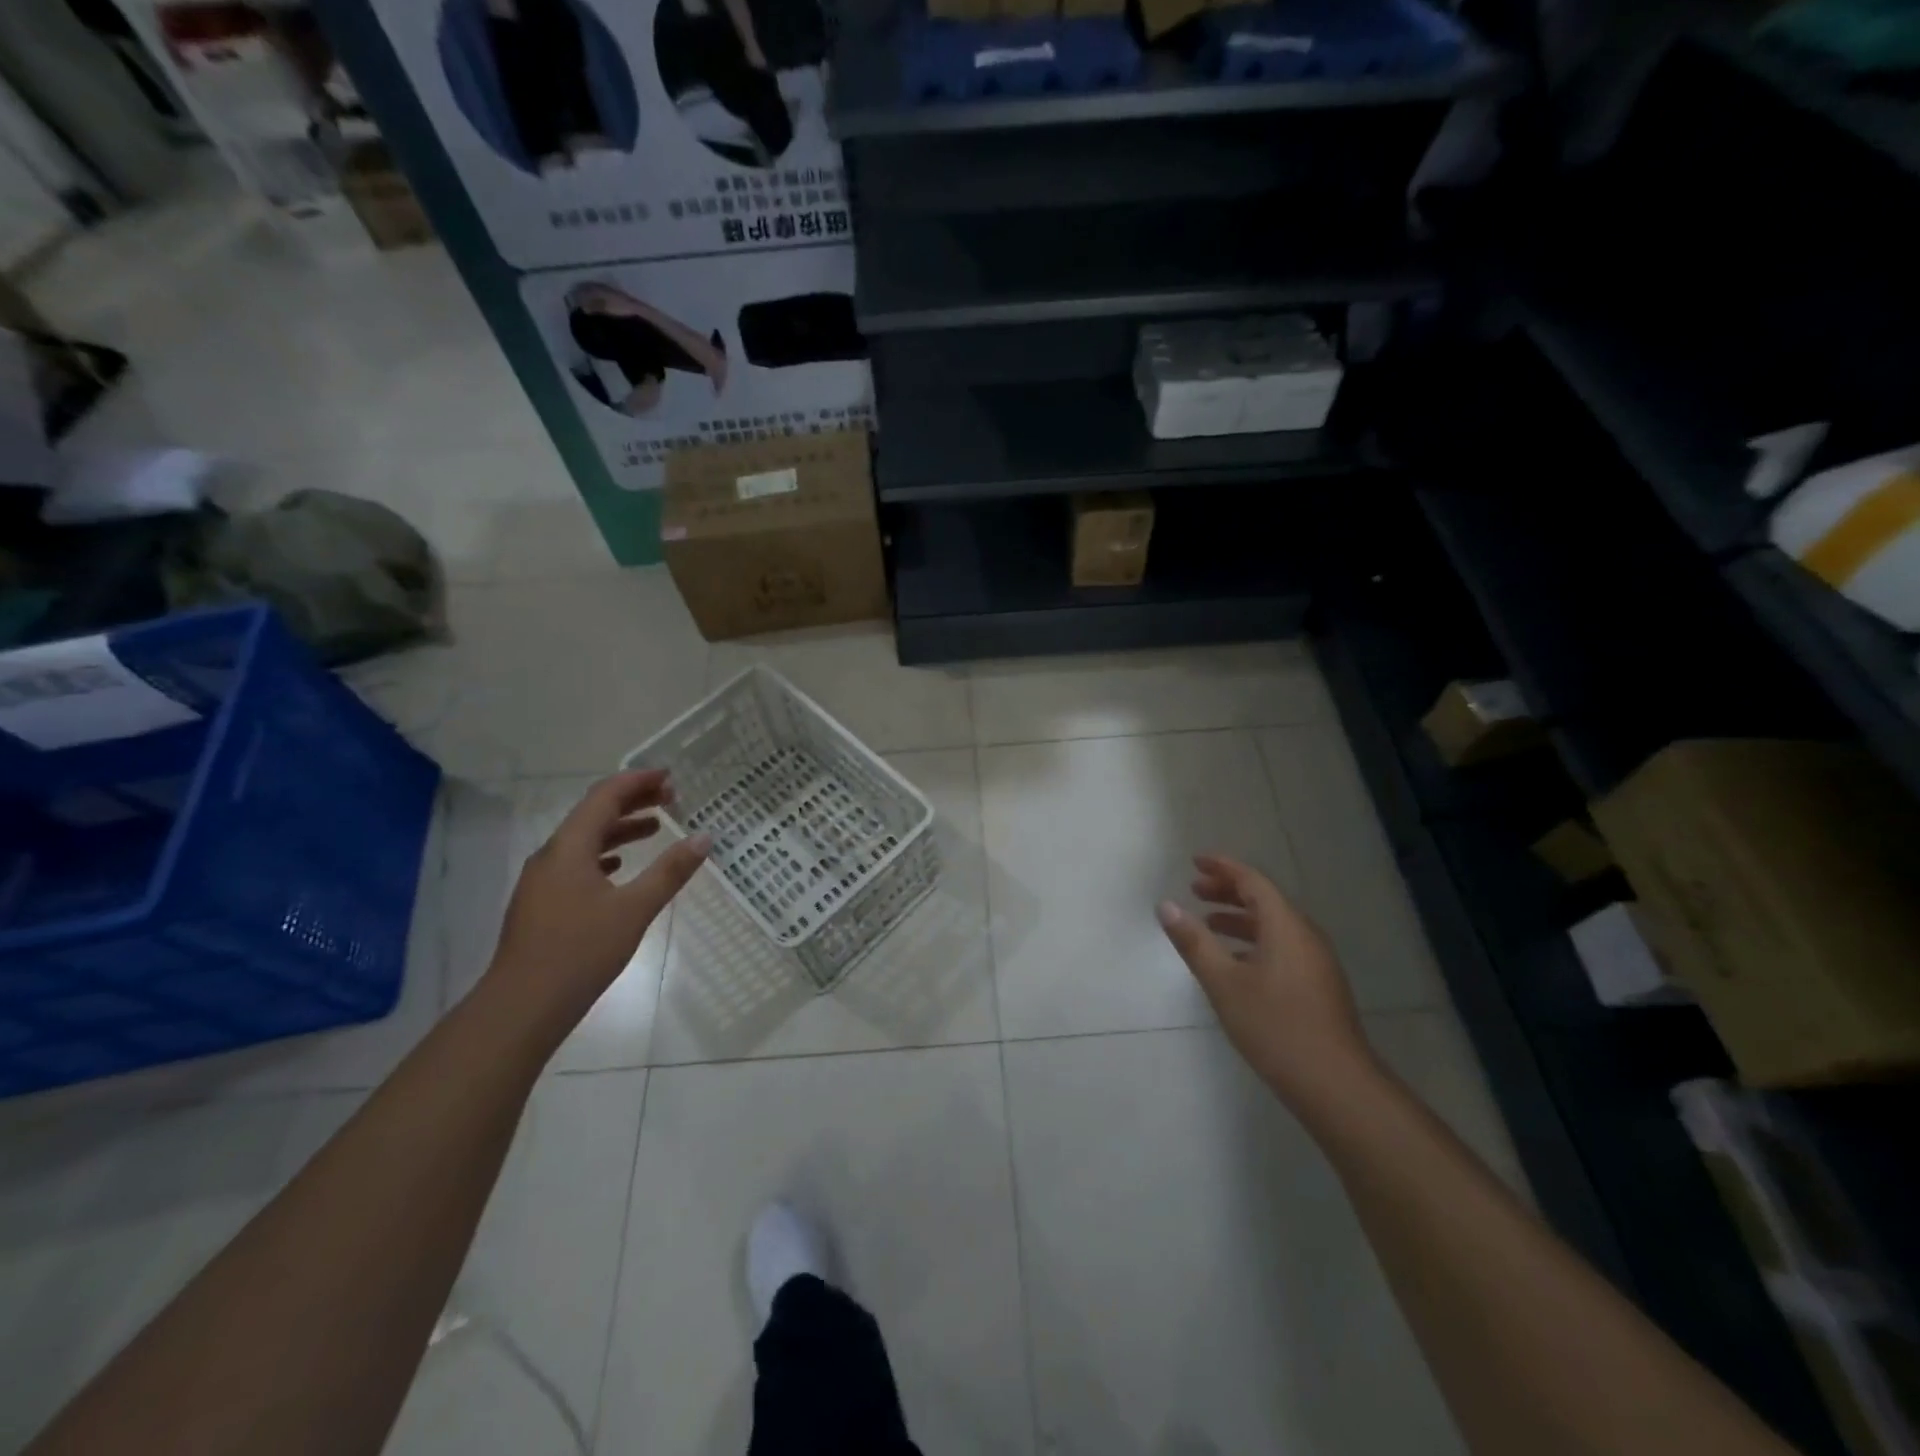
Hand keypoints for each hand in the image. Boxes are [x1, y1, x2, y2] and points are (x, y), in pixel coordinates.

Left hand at [486, 771, 708, 1044]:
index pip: (605, 797)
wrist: (522, 1006)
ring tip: (655, 827)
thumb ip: (670, 871)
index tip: (670, 776)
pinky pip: (577, 863)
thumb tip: (705, 837)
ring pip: (585, 840)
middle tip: (671, 797)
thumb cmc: (580, 952)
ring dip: (620, 828)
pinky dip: (605, 854)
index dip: (638, 781)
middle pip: (593, 814)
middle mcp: (551, 856)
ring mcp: (543, 881)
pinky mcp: (542, 903)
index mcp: (569, 848)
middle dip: (633, 801)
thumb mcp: (635, 909)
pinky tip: (620, 867)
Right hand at [1158, 854, 1377, 1110]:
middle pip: (1265, 899)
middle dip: (1228, 890)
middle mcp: (1305, 935)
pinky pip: (1281, 945)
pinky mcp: (1318, 984)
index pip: (1252, 881)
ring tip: (1208, 922)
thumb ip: (1194, 942)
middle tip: (1195, 889)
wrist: (1335, 1084)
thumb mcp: (1223, 983)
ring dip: (1240, 917)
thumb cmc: (1275, 1027)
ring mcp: (1316, 961)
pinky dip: (1253, 940)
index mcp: (1286, 926)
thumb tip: (1166, 905)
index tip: (1195, 861)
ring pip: (1274, 924)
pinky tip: (1235, 961)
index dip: (1223, 867)